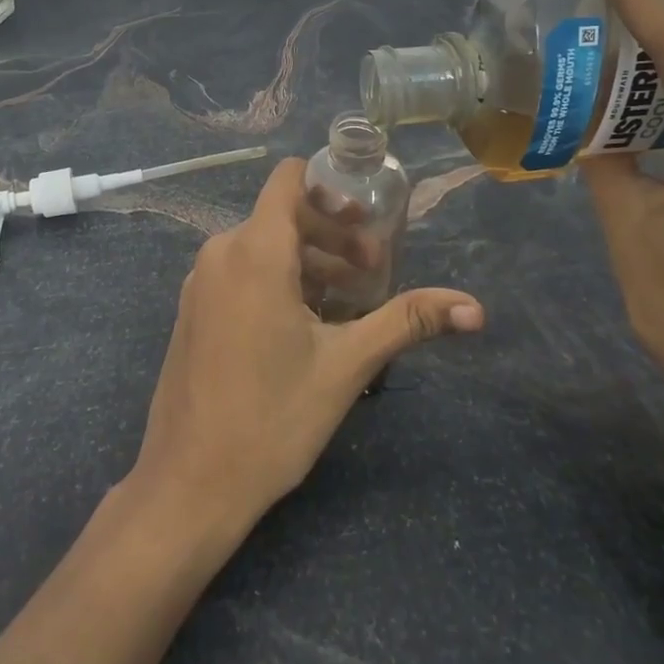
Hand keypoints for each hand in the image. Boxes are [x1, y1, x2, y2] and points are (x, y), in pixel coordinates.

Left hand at [129, 158, 481, 528]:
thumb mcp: (347, 365)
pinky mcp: (194, 310)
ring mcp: (201, 282)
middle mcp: (220, 252)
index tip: (368, 217)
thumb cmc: (272, 417)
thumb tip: (475, 308)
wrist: (189, 483)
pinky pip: (240, 273)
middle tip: (372, 270)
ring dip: (308, 261)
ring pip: (262, 247)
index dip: (329, 187)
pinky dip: (278, 280)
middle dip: (331, 234)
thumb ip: (407, 321)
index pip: (288, 180)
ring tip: (349, 301)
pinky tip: (306, 325)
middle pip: (282, 215)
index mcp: (254, 250)